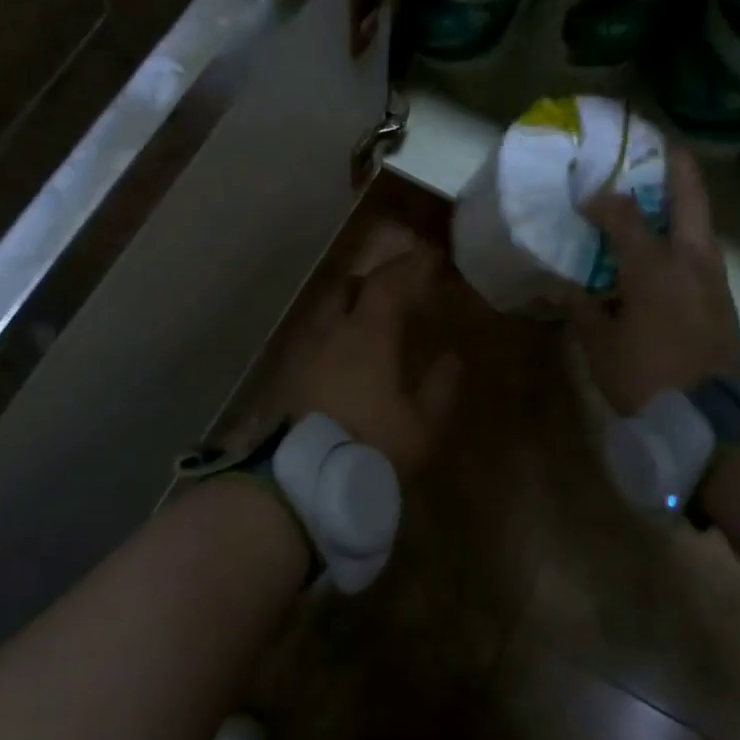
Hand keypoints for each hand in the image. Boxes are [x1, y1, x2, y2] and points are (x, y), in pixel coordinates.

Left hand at [277, 232, 462, 482]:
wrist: (304, 482)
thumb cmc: (372, 446)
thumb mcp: (422, 424)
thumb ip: (440, 387)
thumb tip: (451, 359)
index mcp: (367, 333)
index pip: (387, 283)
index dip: (408, 266)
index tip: (426, 257)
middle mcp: (331, 331)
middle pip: (347, 287)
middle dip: (371, 281)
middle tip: (393, 290)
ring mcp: (304, 351)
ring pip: (324, 311)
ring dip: (347, 306)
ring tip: (366, 323)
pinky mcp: (287, 375)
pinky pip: (312, 338)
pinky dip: (331, 333)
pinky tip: (341, 356)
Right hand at [574, 145, 739, 415]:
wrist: (714, 422)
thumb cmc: (648, 379)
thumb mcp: (600, 345)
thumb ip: (580, 307)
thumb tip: (559, 284)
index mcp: (653, 265)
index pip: (623, 213)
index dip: (601, 199)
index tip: (583, 197)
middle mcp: (690, 259)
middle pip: (689, 196)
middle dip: (675, 165)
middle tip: (658, 144)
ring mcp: (713, 277)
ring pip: (701, 222)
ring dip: (683, 200)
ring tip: (659, 190)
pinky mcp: (722, 298)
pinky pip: (702, 250)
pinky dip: (685, 234)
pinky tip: (665, 245)